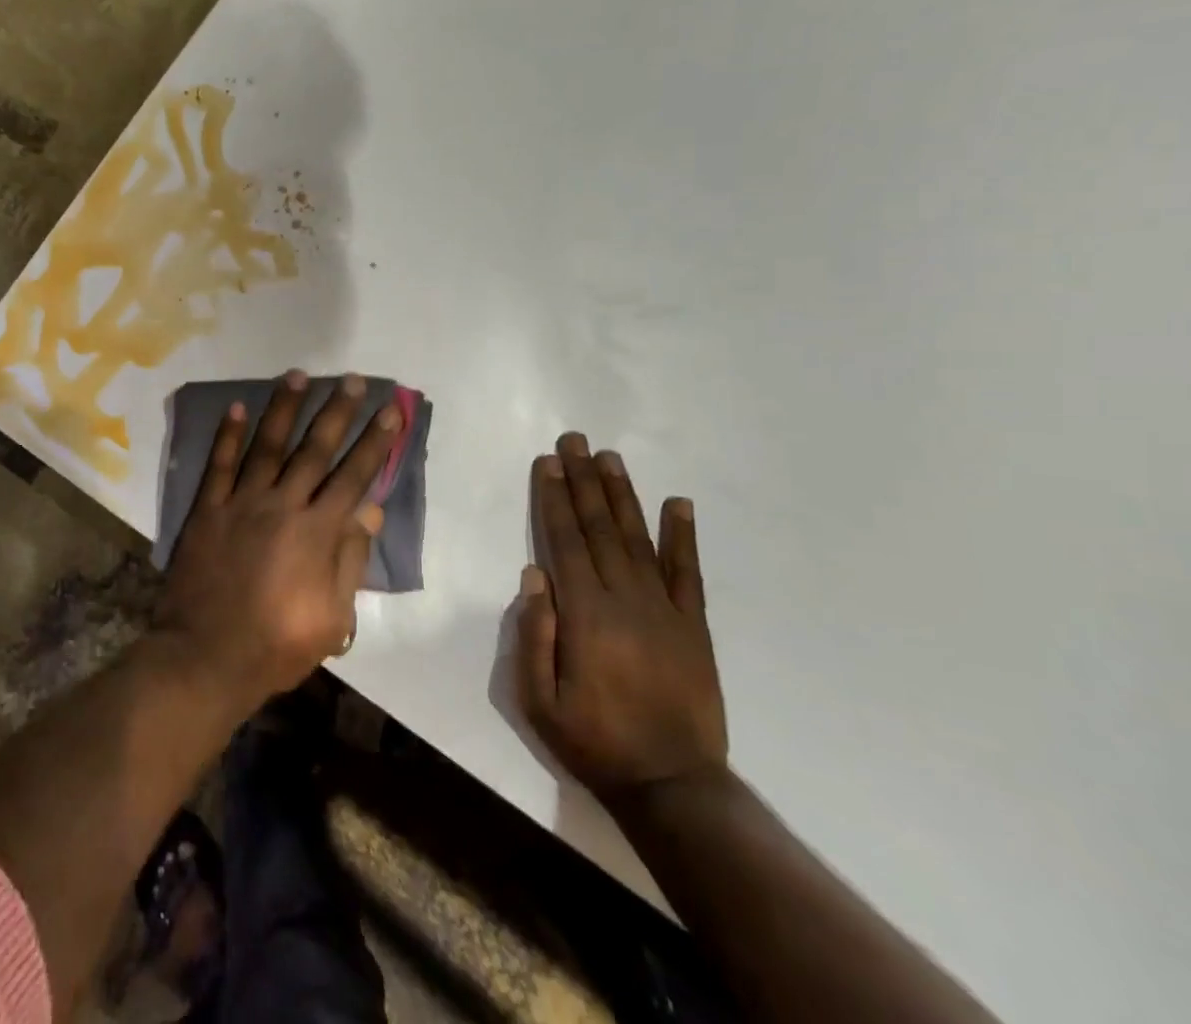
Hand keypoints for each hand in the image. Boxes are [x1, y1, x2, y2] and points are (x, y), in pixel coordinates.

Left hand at [155, 370, 403, 713]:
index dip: (375, 442)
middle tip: (353, 379)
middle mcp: (282, 505)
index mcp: (316, 532)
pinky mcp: (207, 509)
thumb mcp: (331, 617)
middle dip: (338, 412)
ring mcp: (241, 503)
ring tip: (299, 375)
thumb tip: (369, 512)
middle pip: (315, 450)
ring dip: (285, 408)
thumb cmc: (276, 646)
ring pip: (268, 445)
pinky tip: (237, 408)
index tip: (391, 411)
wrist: (206, 658)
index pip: (354, 476)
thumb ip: (349, 560)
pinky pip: (219, 465)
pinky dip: (228, 435)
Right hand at [517, 432, 727, 807]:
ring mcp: (665, 610)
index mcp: (585, 615)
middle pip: (599, 528)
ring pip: (638, 539)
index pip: (565, 541)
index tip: (548, 462)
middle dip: (584, 481)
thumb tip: (534, 575)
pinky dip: (682, 536)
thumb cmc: (594, 741)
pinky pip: (688, 573)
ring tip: (610, 458)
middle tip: (575, 441)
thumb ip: (534, 635)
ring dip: (622, 495)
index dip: (555, 498)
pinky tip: (678, 504)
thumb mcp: (539, 700)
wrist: (673, 787)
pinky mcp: (694, 627)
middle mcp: (625, 600)